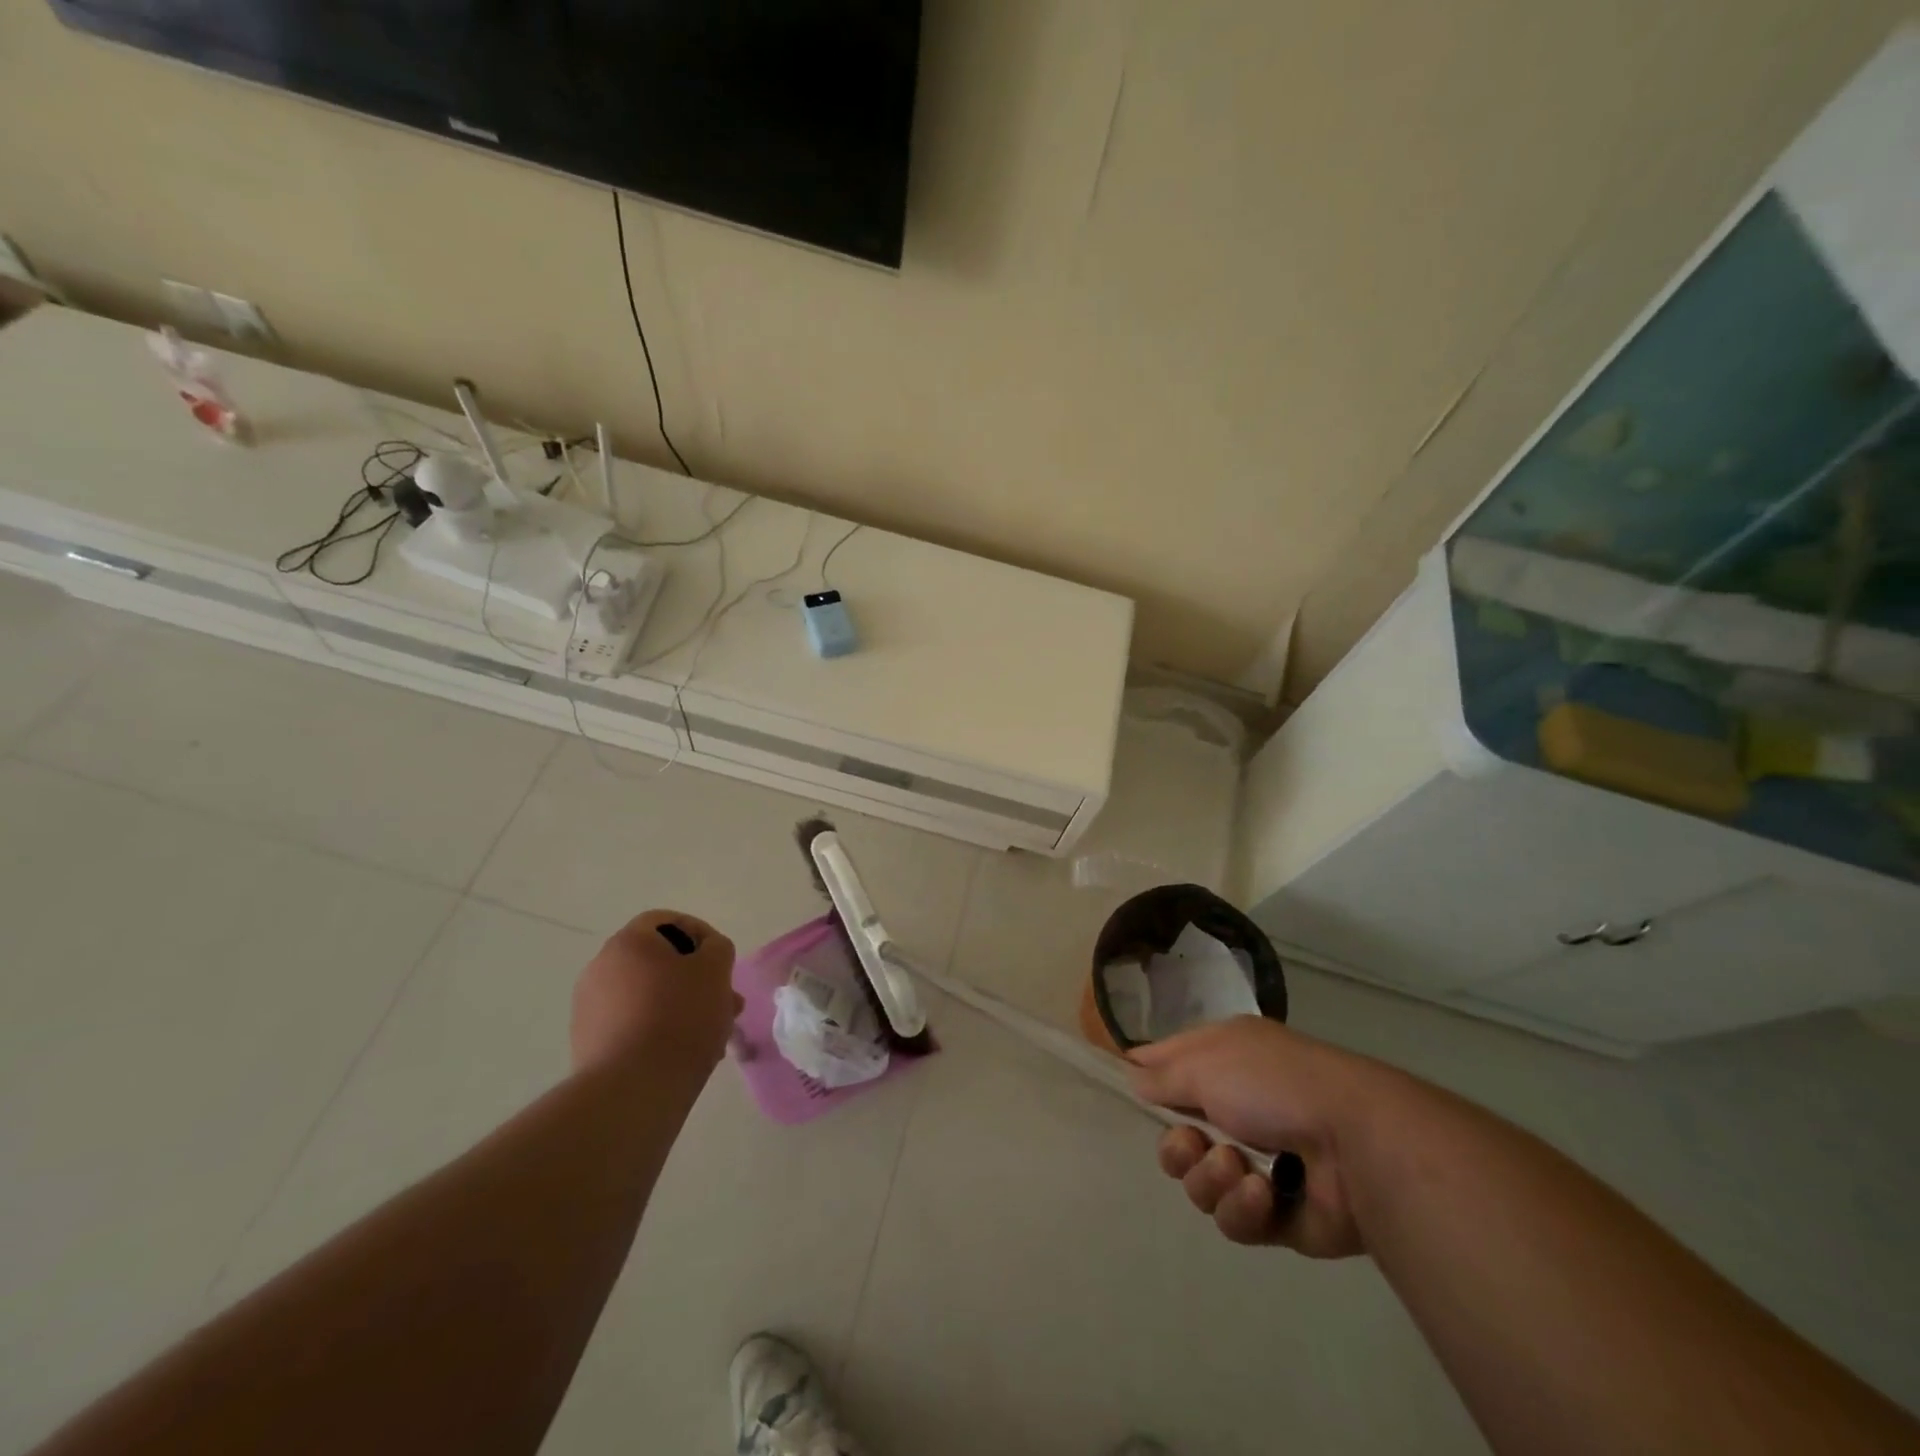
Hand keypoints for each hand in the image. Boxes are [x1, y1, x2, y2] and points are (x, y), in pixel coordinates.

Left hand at [571, 910, 740, 1077]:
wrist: (632, 1090)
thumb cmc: (680, 1016)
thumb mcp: (715, 969)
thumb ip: (717, 948)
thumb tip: (706, 951)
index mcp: (628, 943)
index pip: (664, 920)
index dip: (699, 933)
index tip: (721, 960)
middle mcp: (600, 969)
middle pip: (657, 962)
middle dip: (695, 978)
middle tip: (724, 1001)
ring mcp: (589, 1009)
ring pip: (647, 996)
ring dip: (681, 1005)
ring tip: (713, 1033)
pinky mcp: (588, 1045)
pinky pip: (632, 1025)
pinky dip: (659, 1031)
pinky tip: (684, 1054)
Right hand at [1128, 1016, 1373, 1258]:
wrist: (1355, 1144)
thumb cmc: (1273, 1084)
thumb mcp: (1205, 1062)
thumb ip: (1163, 1074)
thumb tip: (1134, 1076)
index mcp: (1225, 1062)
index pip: (1171, 1068)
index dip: (1149, 1081)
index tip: (1131, 1094)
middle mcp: (1238, 1108)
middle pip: (1178, 1139)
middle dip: (1178, 1149)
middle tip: (1195, 1145)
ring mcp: (1259, 1163)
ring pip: (1201, 1184)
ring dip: (1211, 1178)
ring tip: (1238, 1168)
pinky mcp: (1277, 1215)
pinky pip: (1233, 1220)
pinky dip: (1242, 1206)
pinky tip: (1264, 1193)